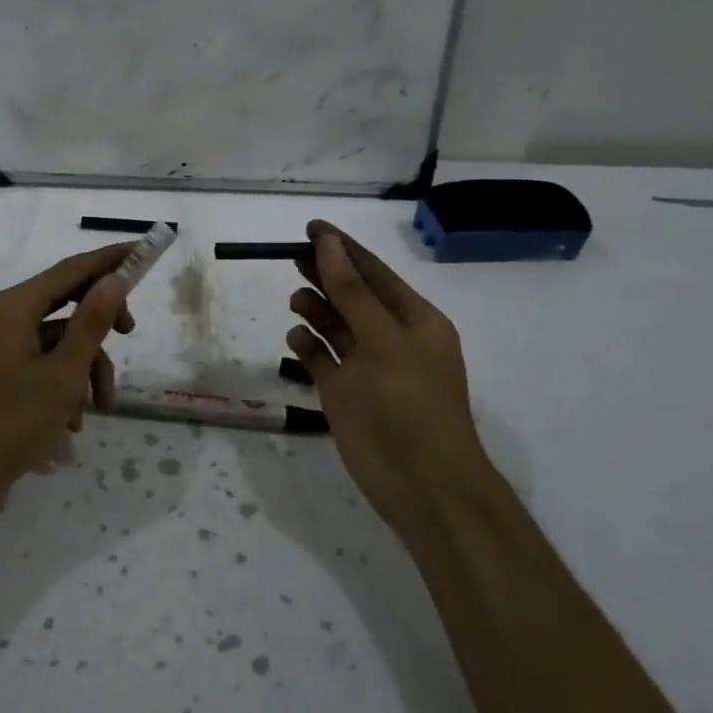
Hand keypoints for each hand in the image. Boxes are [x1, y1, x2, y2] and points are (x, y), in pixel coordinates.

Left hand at [0, 244, 135, 510]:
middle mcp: (6, 318)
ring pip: (61, 341)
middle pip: (68, 302)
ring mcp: (2, 349)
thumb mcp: (61, 375)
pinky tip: (72, 423)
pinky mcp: (2, 377)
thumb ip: (91, 323)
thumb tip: (114, 278)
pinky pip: (45, 366)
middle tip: (130, 334)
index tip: (145, 250)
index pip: (73, 269)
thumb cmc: (6, 424)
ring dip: (87, 368)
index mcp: (15, 307)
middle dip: (102, 323)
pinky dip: (65, 387)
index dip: (111, 259)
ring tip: (98, 407)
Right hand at [285, 220, 493, 538]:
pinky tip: (296, 338)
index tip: (310, 227)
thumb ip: (352, 291)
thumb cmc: (409, 403)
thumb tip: (329, 244)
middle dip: (324, 273)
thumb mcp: (383, 339)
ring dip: (315, 309)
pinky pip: (321, 358)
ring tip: (296, 300)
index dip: (343, 248)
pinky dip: (306, 346)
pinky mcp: (343, 393)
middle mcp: (390, 337)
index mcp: (414, 320)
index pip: (373, 272)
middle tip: (290, 255)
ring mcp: (366, 367)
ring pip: (334, 325)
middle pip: (350, 294)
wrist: (422, 484)